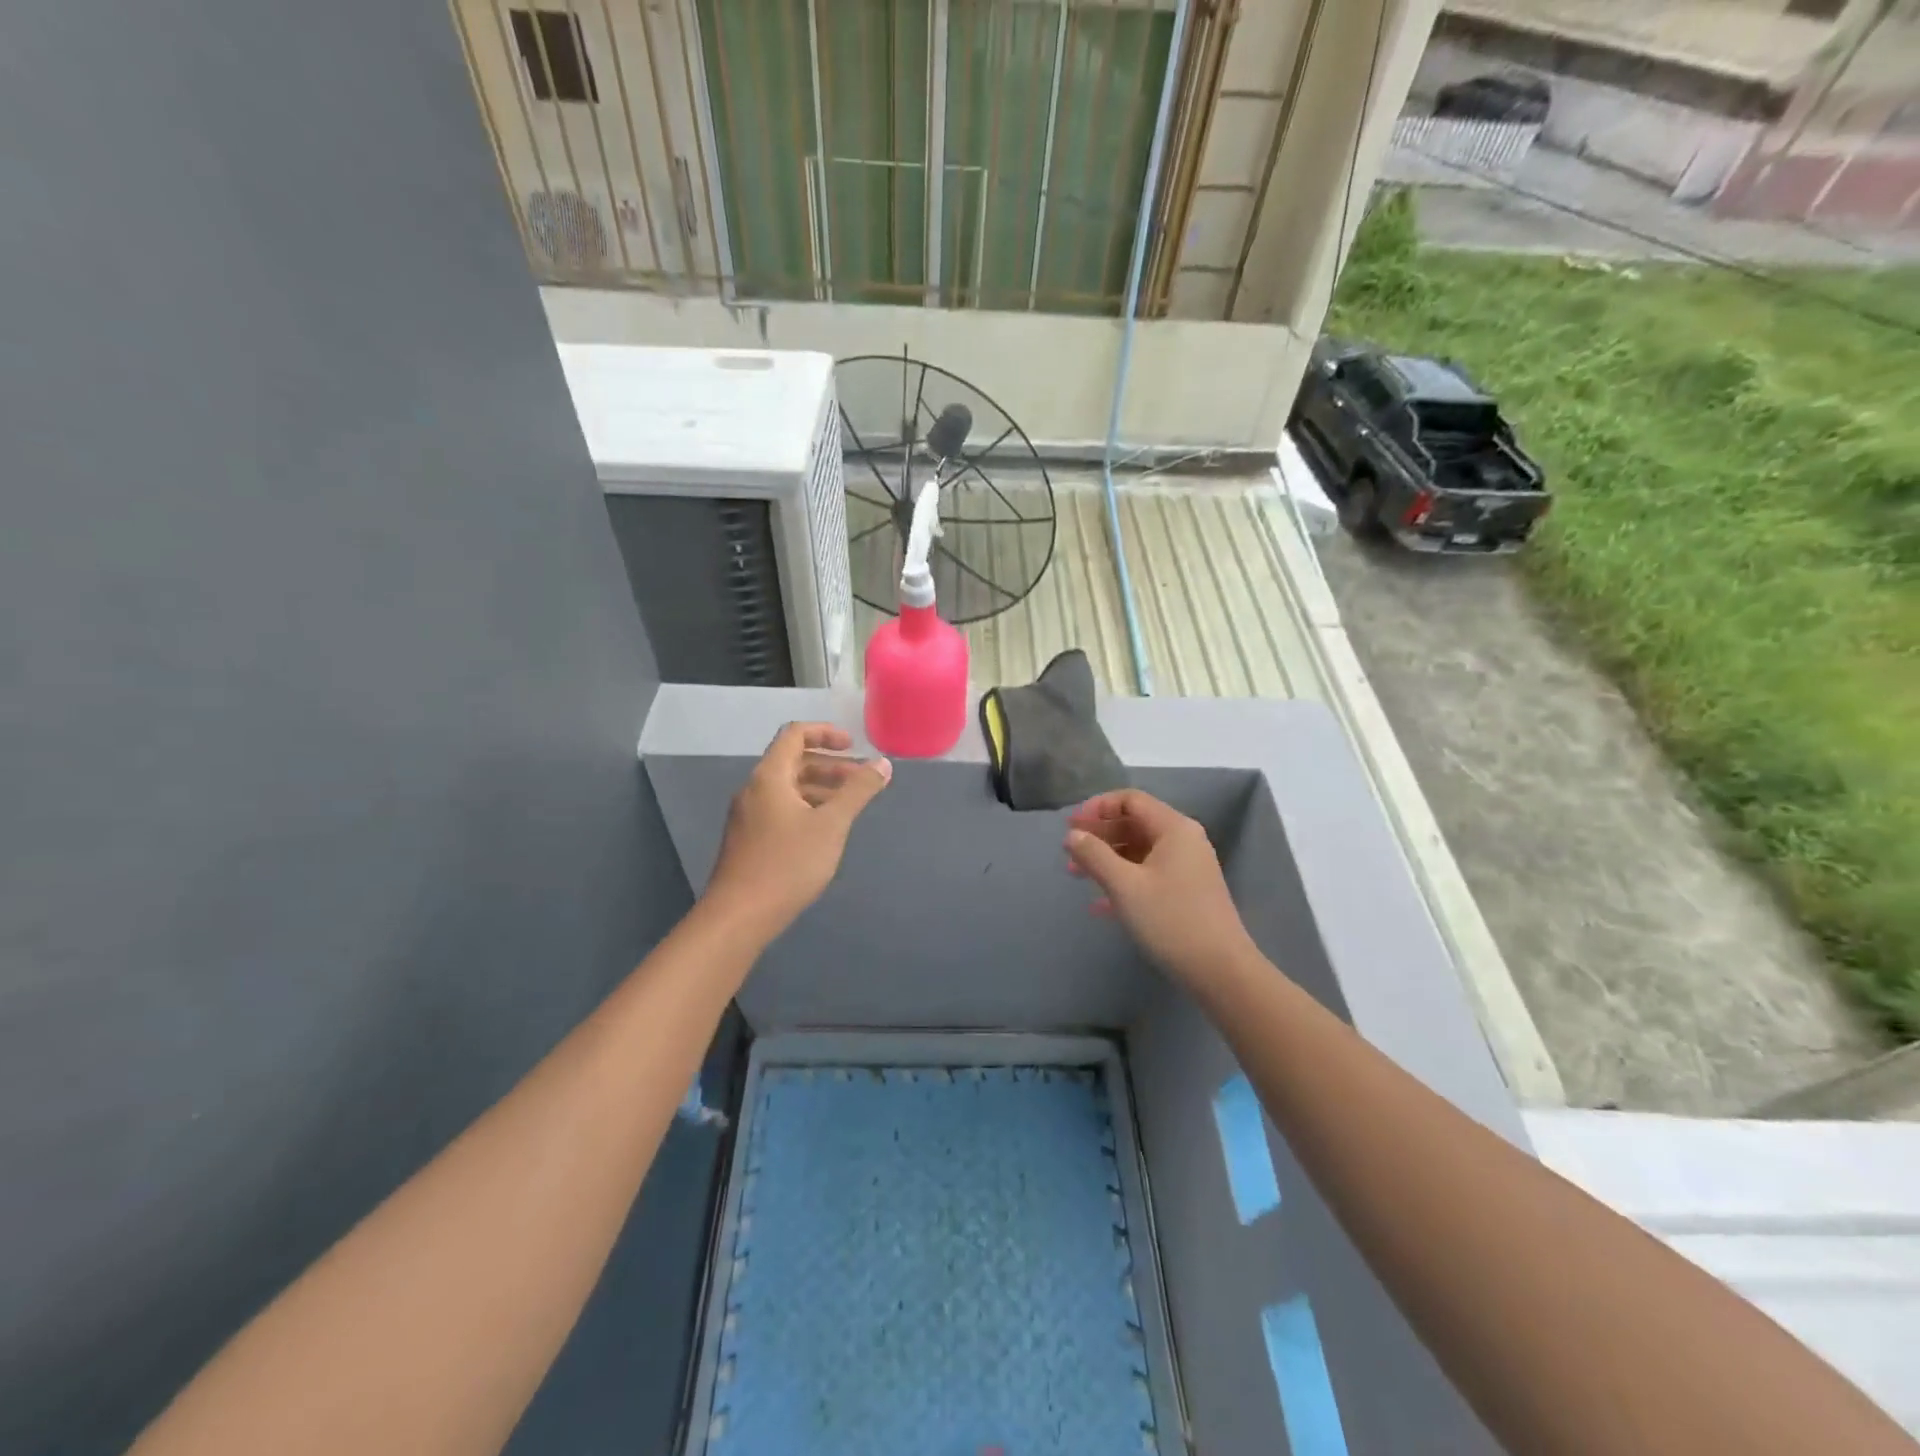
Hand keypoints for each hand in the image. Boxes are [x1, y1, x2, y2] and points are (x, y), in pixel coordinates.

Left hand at [704, 723, 890, 940]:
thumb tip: (882, 763)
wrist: (739, 916)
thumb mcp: (831, 825)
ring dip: (819, 788)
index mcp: (769, 777)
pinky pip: (779, 809)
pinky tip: (824, 832)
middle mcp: (753, 789)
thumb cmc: (787, 864)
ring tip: (848, 807)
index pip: (794, 734)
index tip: (854, 747)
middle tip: (860, 780)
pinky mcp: (748, 839)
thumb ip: (858, 791)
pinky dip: (805, 807)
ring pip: (787, 788)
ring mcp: (748, 816)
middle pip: (792, 761)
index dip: (825, 733)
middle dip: (829, 765)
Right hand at [1066, 790, 1256, 988]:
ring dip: (1107, 859)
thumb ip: (1094, 855)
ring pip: (1139, 850)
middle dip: (1099, 834)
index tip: (1071, 825)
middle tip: (1069, 850)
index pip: (1131, 800)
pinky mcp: (1187, 892)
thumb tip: (1072, 835)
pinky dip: (1123, 880)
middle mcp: (1184, 840)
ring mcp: (1187, 867)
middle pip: (1134, 823)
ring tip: (1076, 875)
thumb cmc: (1170, 920)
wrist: (1220, 971)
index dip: (1097, 807)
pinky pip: (1148, 873)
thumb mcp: (1124, 885)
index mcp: (1174, 828)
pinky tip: (1099, 905)